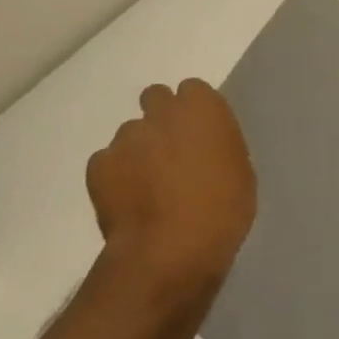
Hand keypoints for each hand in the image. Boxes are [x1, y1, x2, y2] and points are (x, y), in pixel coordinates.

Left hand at [84, 80, 256, 314]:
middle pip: (156, 99)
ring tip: (148, 187)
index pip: (193, 90)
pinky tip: (129, 201)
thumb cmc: (223, 209)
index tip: (200, 134)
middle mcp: (160, 113)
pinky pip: (108, 162)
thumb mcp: (240, 172)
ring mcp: (125, 138)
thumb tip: (203, 146)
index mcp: (202, 108)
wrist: (172, 248)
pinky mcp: (98, 165)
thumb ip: (218, 146)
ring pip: (131, 134)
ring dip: (139, 151)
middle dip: (161, 119)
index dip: (194, 111)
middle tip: (172, 153)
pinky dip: (116, 176)